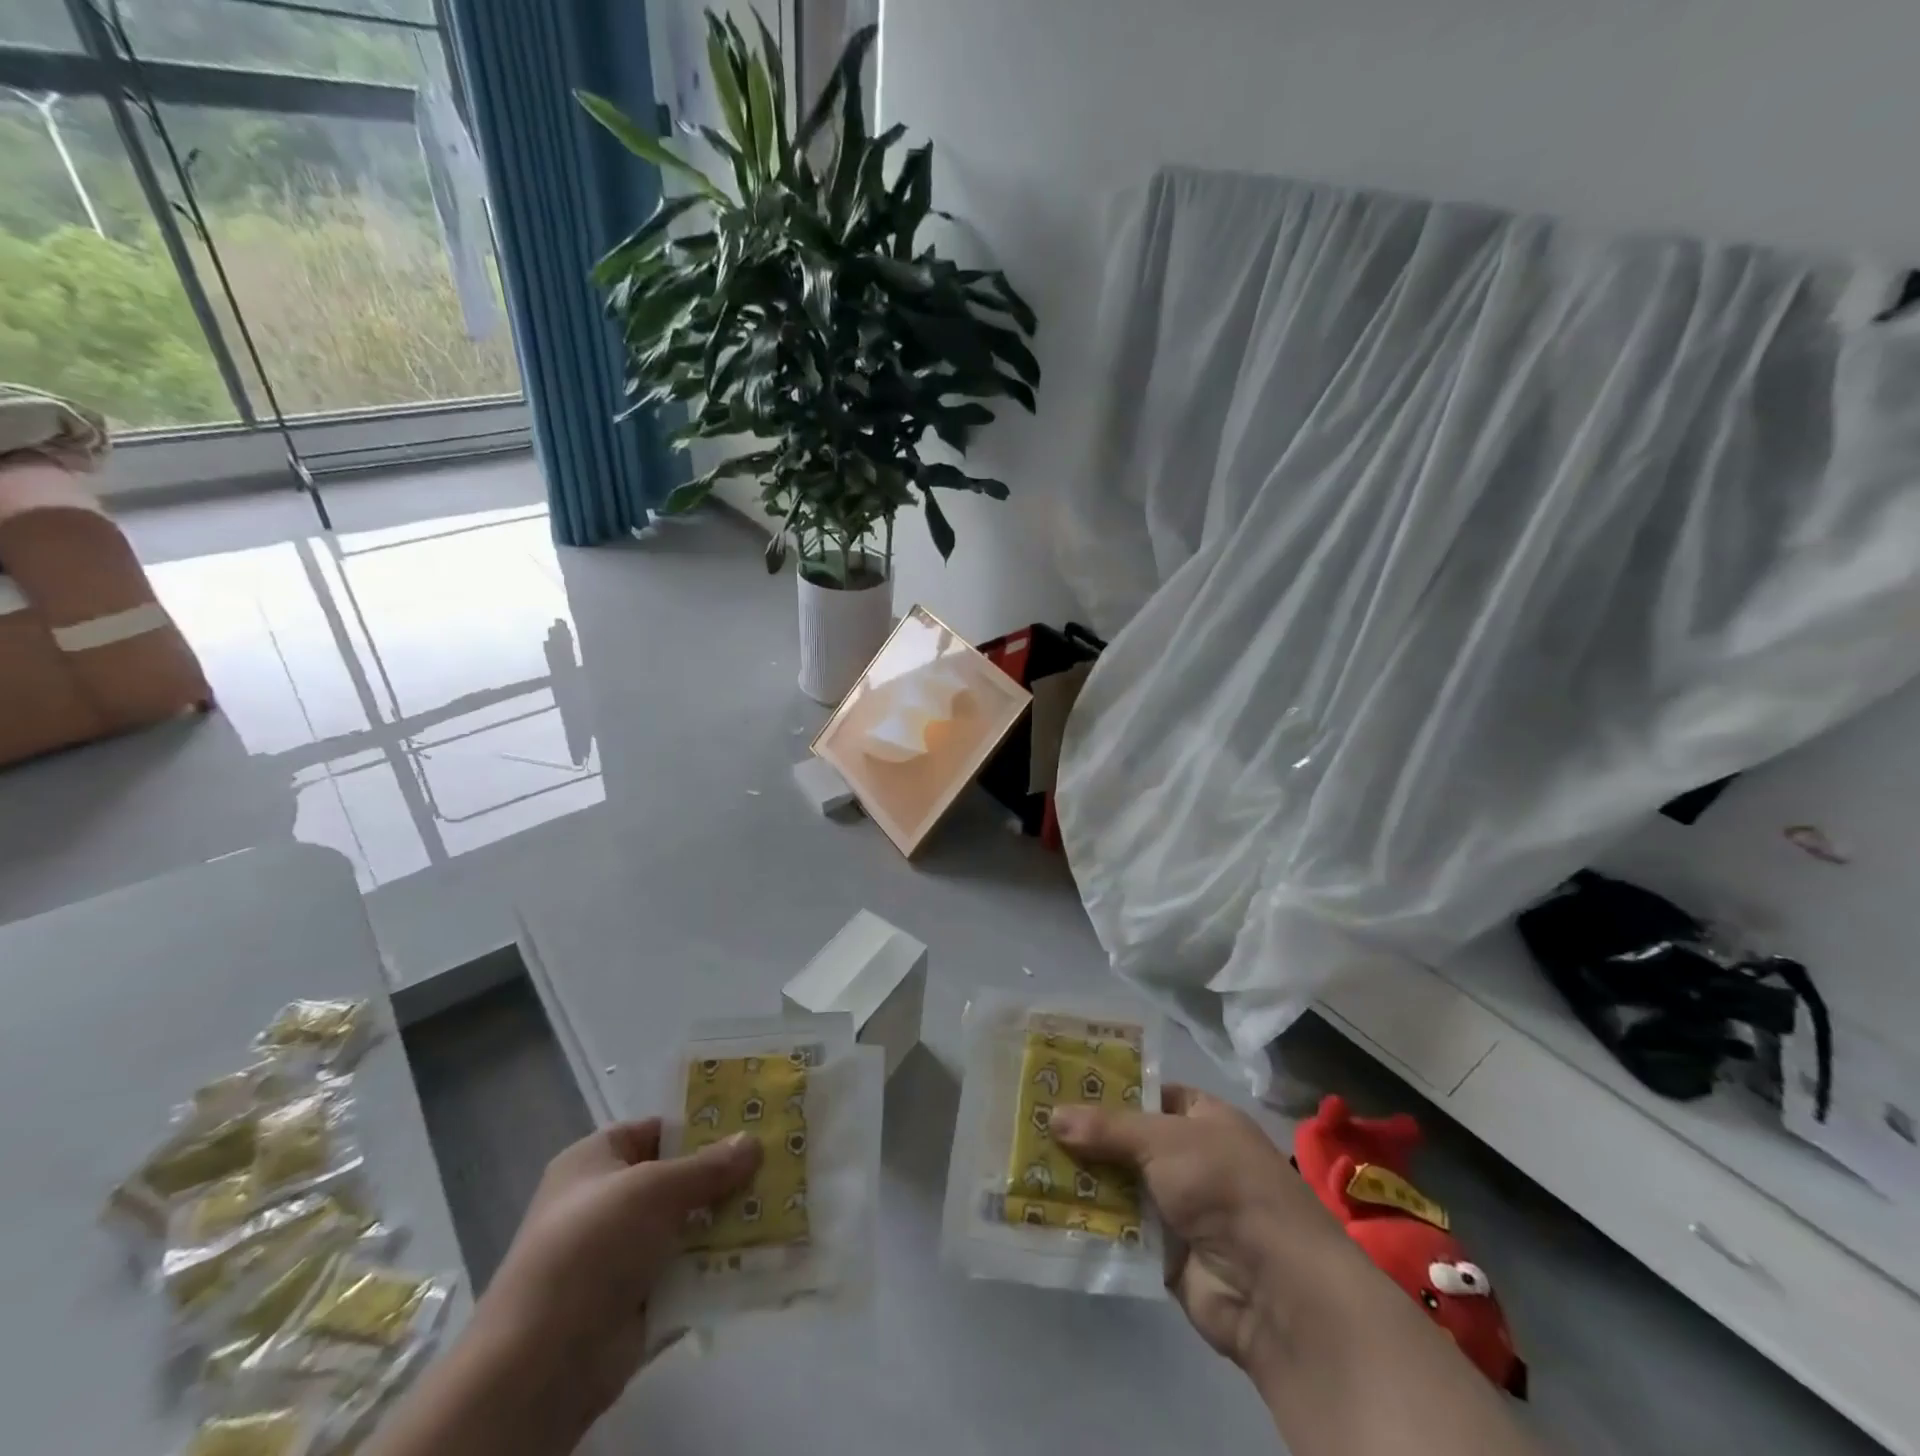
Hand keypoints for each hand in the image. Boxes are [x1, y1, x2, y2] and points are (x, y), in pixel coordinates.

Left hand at [471, 1120, 761, 1429]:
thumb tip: (754, 1142)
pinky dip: (717, 1265)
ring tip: (780, 1204)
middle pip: (676, 1178)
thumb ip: (709, 1166)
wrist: (542, 1363)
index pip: (656, 1130)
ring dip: (726, 1220)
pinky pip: (686, 1271)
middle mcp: (606, 1202)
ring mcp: (620, 1254)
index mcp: (595, 1161)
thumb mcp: (656, 1189)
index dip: (700, 1124)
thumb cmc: (593, 1246)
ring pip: (686, 1225)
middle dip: (722, 1175)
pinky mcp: (636, 1300)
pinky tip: (762, 1253)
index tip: (750, 1122)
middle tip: (776, 1162)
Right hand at [1050, 1086, 1343, 1369]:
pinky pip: (1121, 1231)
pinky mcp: (1166, 1254)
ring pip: (1120, 1185)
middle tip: (1030, 1124)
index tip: (1060, 1084)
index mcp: (1203, 1118)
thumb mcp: (1164, 1140)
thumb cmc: (1225, 1186)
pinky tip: (1046, 1211)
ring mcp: (1180, 1208)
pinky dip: (1092, 1222)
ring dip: (1082, 1180)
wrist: (1274, 1288)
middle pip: (1127, 1141)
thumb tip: (1054, 1115)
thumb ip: (1108, 1128)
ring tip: (1026, 1164)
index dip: (1108, 1088)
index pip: (1148, 1093)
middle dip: (1085, 1137)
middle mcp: (1191, 1158)